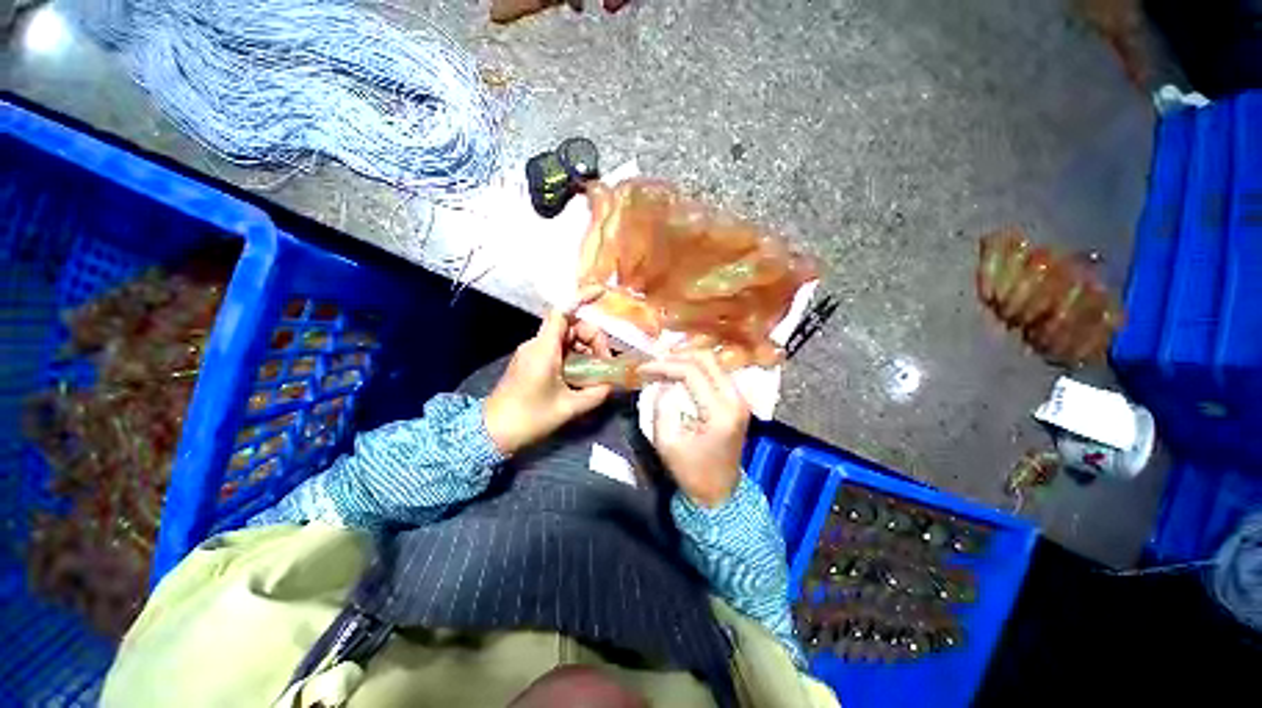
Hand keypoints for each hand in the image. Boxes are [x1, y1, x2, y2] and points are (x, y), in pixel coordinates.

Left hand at [484, 292, 612, 455]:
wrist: (492, 432)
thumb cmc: (529, 418)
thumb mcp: (569, 408)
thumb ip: (596, 393)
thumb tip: (612, 384)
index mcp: (544, 349)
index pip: (562, 312)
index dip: (581, 298)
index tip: (602, 292)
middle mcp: (537, 344)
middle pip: (571, 326)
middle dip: (593, 339)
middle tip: (605, 364)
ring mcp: (533, 352)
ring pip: (567, 339)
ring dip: (586, 350)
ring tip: (596, 374)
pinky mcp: (532, 362)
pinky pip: (558, 350)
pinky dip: (575, 357)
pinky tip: (583, 376)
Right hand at [639, 351, 749, 507]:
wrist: (719, 493)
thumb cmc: (691, 472)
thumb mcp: (667, 443)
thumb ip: (662, 407)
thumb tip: (663, 384)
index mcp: (720, 412)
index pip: (691, 373)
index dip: (664, 366)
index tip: (642, 370)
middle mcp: (736, 400)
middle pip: (707, 359)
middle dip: (676, 356)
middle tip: (654, 363)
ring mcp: (740, 399)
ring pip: (713, 363)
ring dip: (686, 360)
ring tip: (662, 365)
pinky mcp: (737, 402)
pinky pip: (716, 373)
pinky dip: (695, 369)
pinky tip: (678, 373)